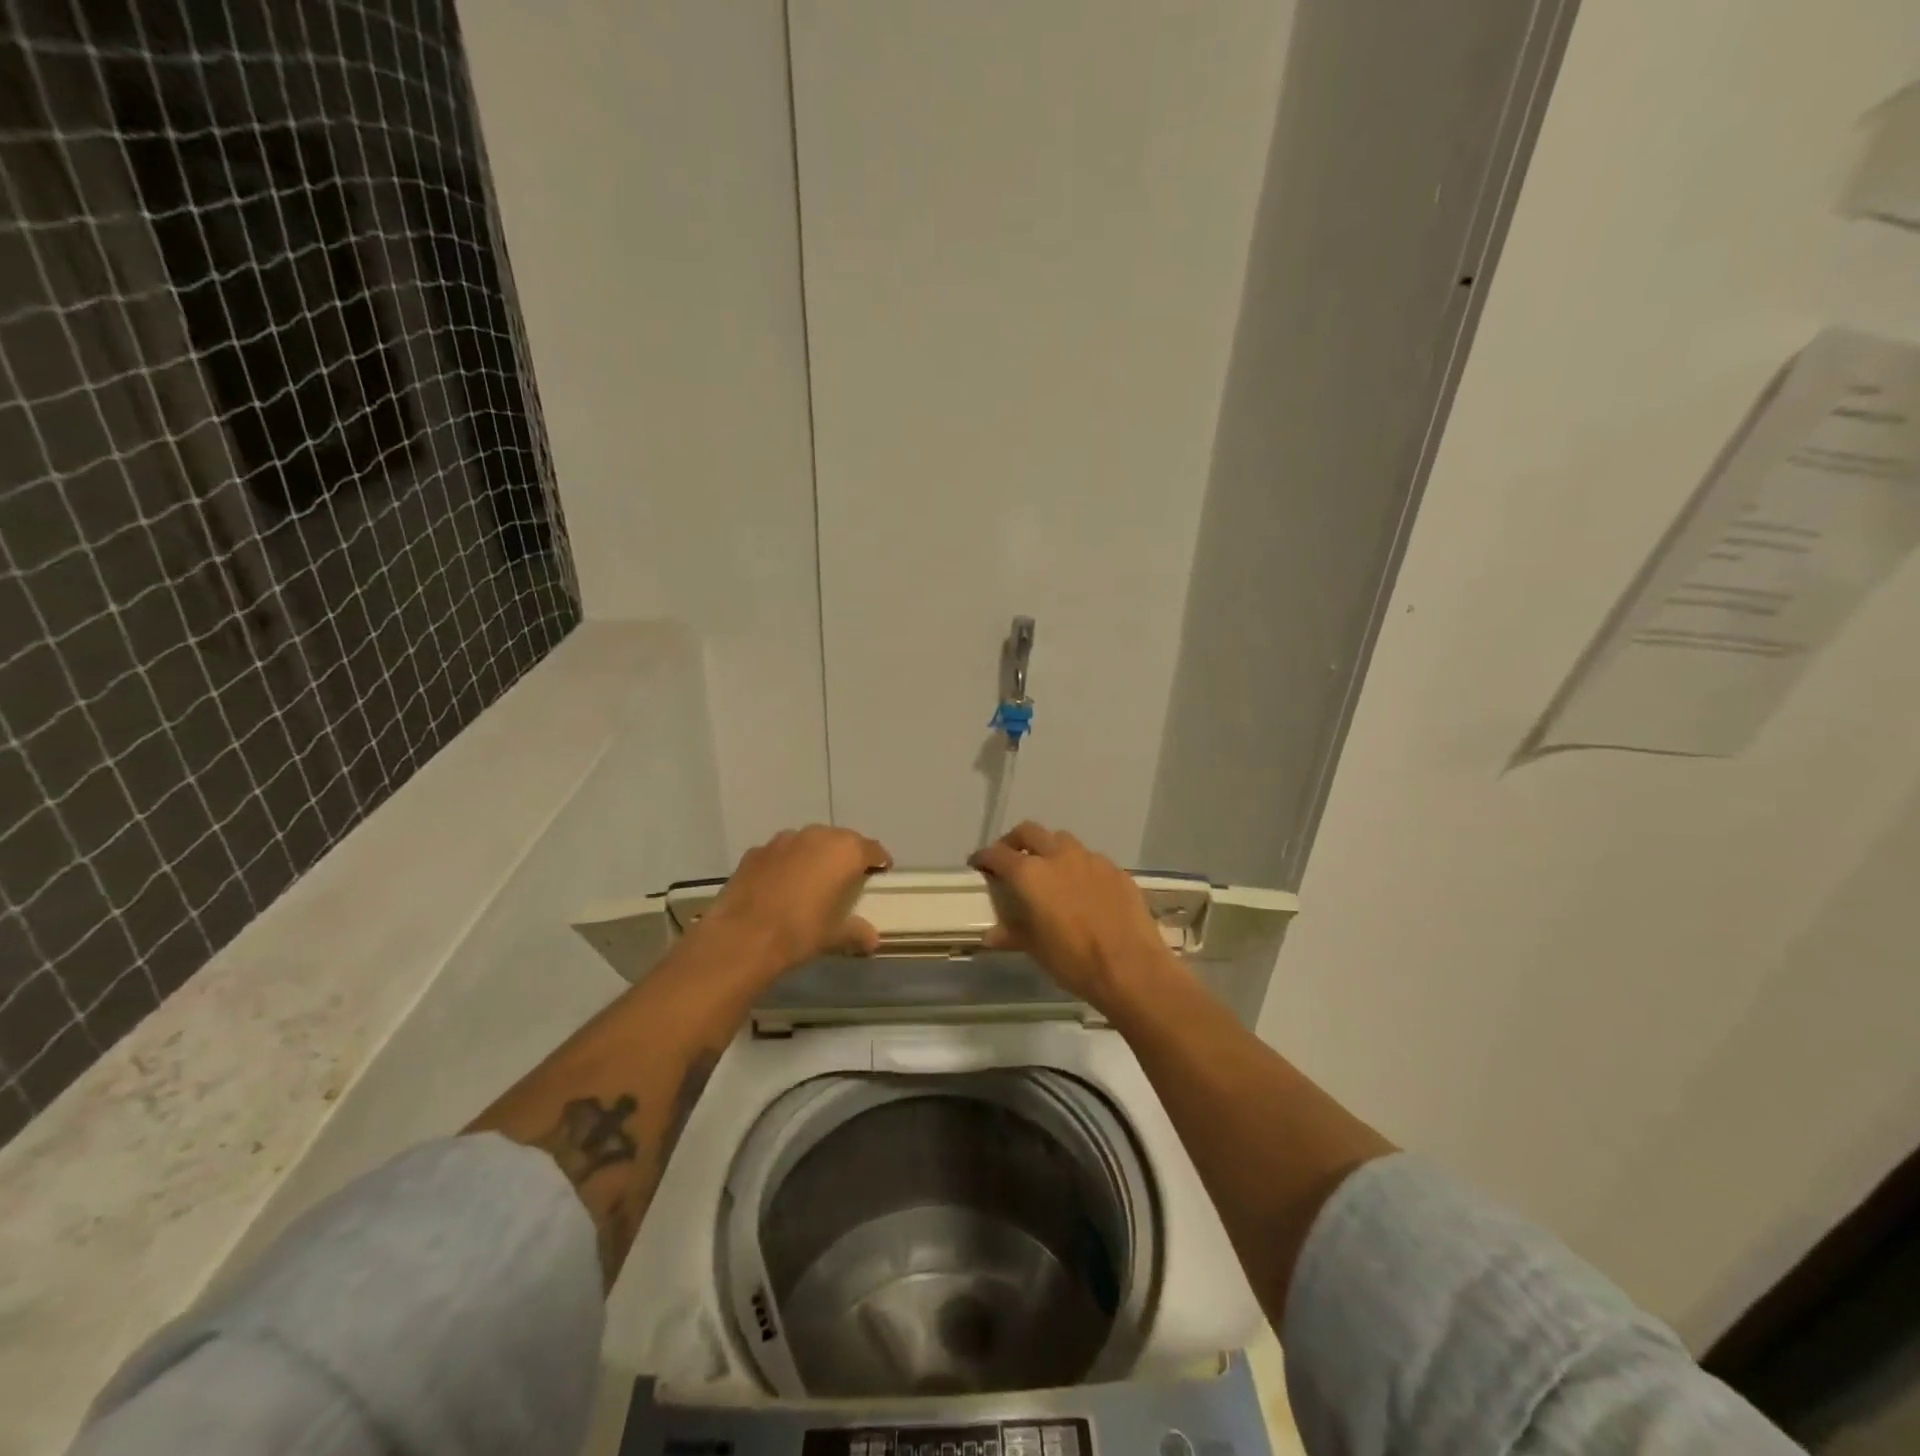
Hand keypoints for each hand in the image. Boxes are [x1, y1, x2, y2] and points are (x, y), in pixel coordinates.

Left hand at [701, 825, 891, 972]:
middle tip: (845, 879)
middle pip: (840, 841)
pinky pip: (779, 854)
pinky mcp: (755, 852)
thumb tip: (872, 940)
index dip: (878, 862)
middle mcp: (816, 836)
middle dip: (845, 857)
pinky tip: (778, 888)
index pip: (872, 849)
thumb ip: (857, 932)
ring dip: (813, 857)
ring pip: (807, 843)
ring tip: (810, 882)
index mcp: (845, 851)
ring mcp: (782, 841)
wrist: (742, 936)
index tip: (880, 874)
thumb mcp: (835, 936)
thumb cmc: (801, 932)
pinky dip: (784, 865)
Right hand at [969, 821, 1169, 1008]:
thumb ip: (1012, 933)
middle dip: (1014, 841)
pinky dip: (1077, 866)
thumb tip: (991, 934)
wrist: (1131, 967)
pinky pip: (1089, 859)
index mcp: (1030, 874)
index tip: (978, 864)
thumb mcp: (1036, 949)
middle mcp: (1058, 856)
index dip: (984, 857)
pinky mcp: (1115, 870)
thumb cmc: (1074, 960)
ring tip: (1048, 870)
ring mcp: (1090, 859)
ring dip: (1049, 849)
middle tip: (1010, 858)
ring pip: (1062, 840)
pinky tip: (1082, 888)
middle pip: (1029, 832)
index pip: (997, 854)